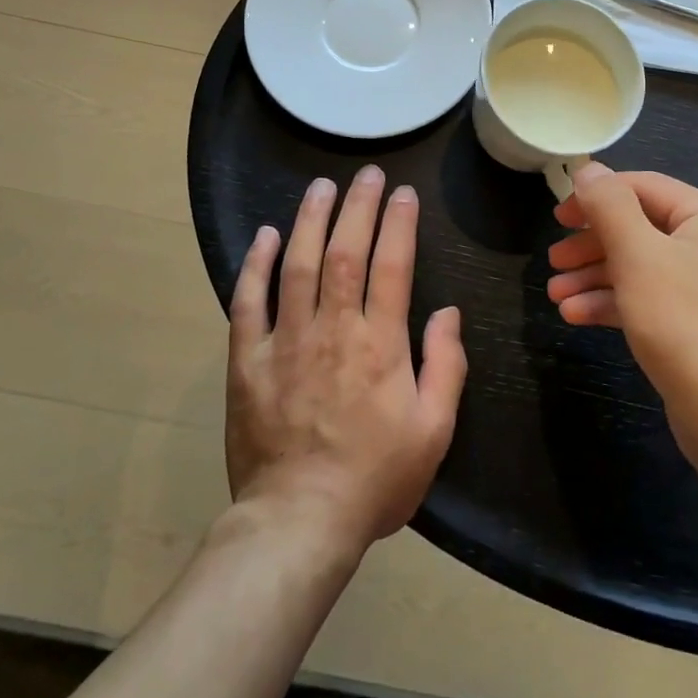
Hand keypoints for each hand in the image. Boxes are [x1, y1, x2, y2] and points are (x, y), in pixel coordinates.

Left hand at [226, 166, 466, 551]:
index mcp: (380, 343)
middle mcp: (334, 329)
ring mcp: (286, 341)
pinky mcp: (248, 361)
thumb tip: (448, 311)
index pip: (392, 265)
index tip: (403, 193)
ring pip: (298, 264)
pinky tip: (266, 236)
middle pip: (345, 251)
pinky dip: (256, 265)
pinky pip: (248, 302)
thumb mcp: (434, 430)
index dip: (399, 223)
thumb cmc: (375, 479)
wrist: (299, 523)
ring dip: (310, 219)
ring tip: (320, 186)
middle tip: (366, 174)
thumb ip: (445, 365)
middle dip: (358, 206)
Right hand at [547, 164, 697, 443]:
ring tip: (556, 296)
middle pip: (644, 228)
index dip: (596, 197)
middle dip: (593, 245)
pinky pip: (658, 299)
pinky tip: (579, 317)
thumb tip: (589, 169)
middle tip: (554, 261)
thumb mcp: (638, 255)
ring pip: (647, 267)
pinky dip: (620, 303)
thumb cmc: (684, 325)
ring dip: (598, 277)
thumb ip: (609, 205)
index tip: (557, 217)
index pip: (644, 187)